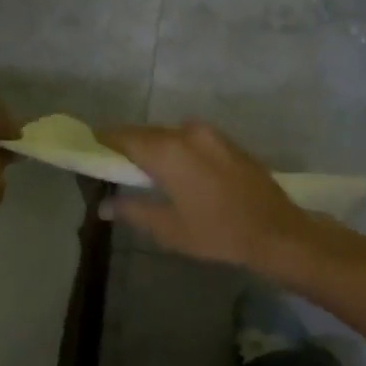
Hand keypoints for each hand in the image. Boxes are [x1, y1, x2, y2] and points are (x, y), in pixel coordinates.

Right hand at [96, 121, 318, 271]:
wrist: (276, 231)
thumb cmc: (217, 233)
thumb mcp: (168, 228)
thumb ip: (132, 211)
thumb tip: (104, 206)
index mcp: (168, 151)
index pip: (123, 137)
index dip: (103, 141)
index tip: (90, 149)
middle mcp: (188, 133)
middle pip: (147, 133)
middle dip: (128, 145)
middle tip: (114, 164)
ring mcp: (212, 135)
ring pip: (171, 134)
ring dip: (155, 147)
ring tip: (146, 170)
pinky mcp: (229, 143)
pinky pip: (192, 139)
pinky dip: (177, 149)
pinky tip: (178, 171)